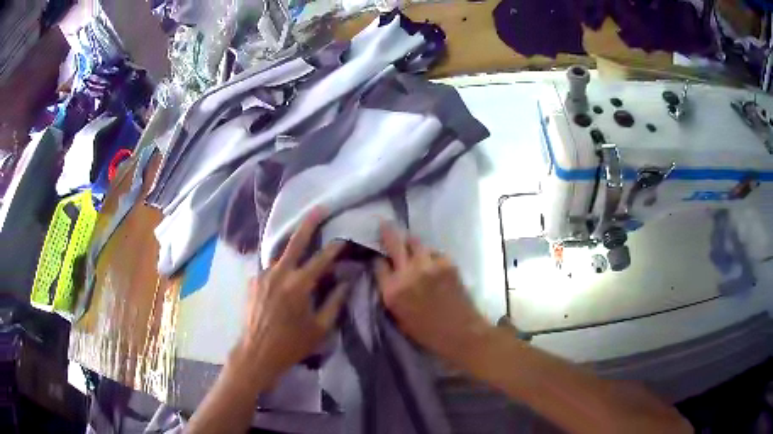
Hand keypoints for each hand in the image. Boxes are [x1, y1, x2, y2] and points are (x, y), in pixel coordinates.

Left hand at [231, 209, 347, 385]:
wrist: (257, 352)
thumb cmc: (292, 343)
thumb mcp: (321, 327)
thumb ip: (335, 302)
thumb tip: (347, 282)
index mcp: (299, 284)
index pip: (322, 259)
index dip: (335, 247)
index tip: (344, 237)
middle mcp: (279, 273)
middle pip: (295, 242)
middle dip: (308, 224)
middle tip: (318, 209)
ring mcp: (262, 275)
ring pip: (279, 255)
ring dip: (291, 248)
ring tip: (300, 241)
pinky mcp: (253, 282)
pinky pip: (269, 269)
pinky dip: (279, 268)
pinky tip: (283, 277)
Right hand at [374, 222, 490, 364]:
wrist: (461, 332)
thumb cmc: (426, 332)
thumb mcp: (398, 317)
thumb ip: (390, 293)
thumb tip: (388, 275)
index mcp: (392, 291)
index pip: (378, 263)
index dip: (378, 258)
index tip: (379, 255)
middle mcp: (408, 273)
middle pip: (394, 243)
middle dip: (387, 231)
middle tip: (384, 223)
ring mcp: (429, 265)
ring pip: (415, 241)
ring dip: (411, 243)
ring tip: (411, 246)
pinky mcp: (447, 262)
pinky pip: (434, 252)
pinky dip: (430, 255)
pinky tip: (432, 265)